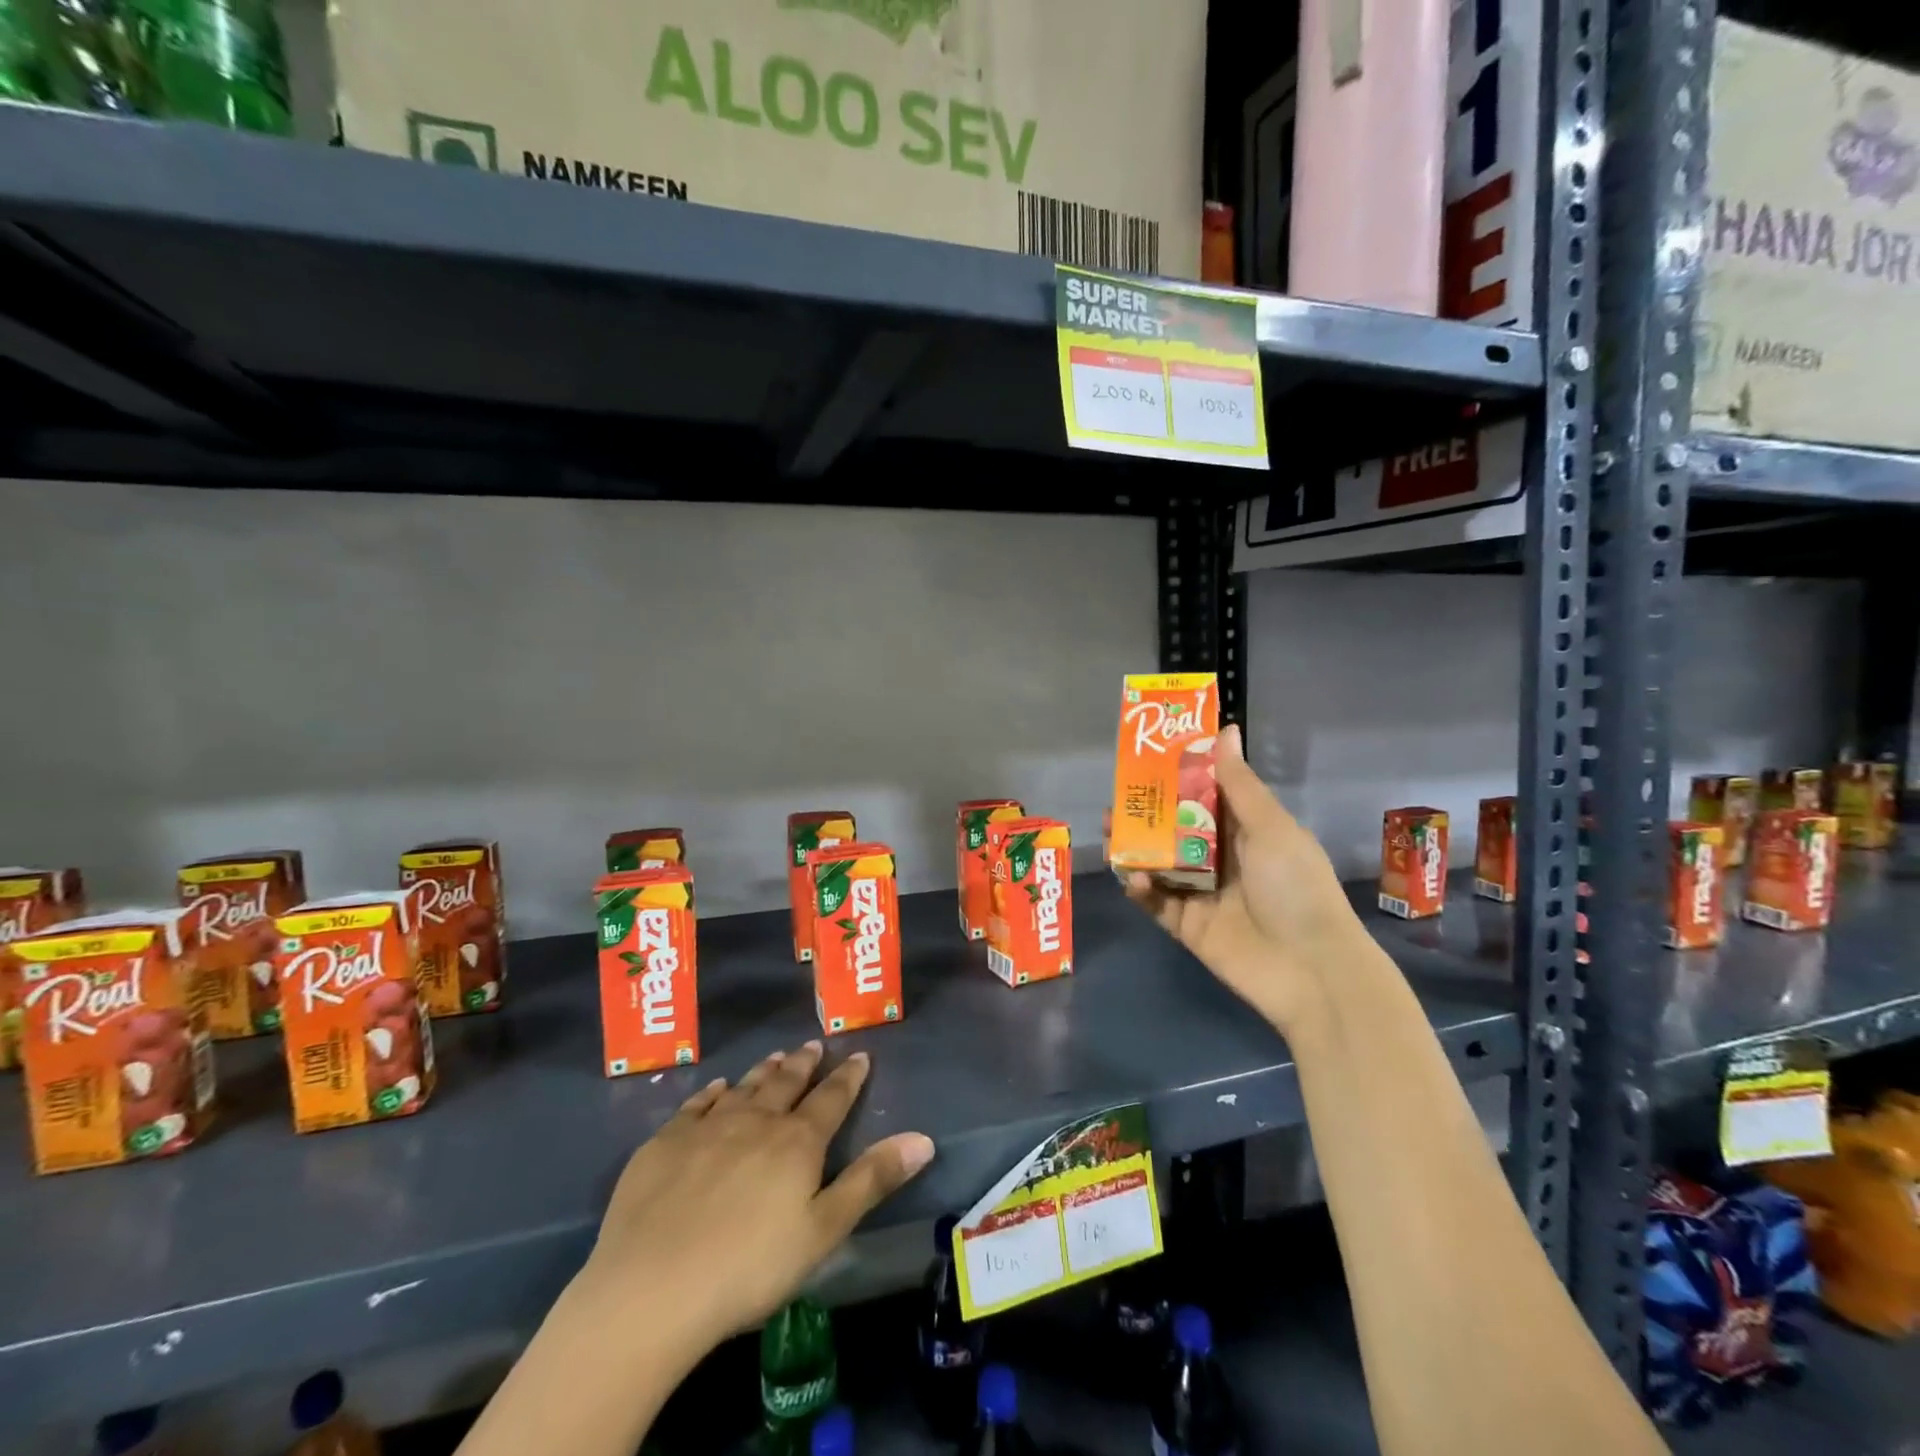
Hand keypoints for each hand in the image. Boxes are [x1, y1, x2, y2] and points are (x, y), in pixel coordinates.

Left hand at [580, 1042, 934, 1352]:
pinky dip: (713, 1092)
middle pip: (786, 1083)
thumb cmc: (749, 1268)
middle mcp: (755, 1121)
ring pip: (744, 1087)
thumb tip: (923, 1138)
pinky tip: (717, 1088)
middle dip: (804, 1064)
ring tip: (776, 1056)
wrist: (652, 1288)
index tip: (860, 1056)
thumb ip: (872, 1180)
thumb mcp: (823, 1231)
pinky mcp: (665, 1142)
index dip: (848, 1077)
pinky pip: (696, 1104)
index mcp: (797, 1142)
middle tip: (813, 1045)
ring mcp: (707, 1128)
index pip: (831, 1098)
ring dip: (763, 1070)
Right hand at [1124, 723, 1369, 1030]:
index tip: (1148, 756)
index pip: (1205, 796)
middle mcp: (1221, 858)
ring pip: (1158, 862)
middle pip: (1175, 828)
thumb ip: (1239, 785)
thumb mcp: (1271, 828)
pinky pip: (1155, 901)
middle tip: (1117, 796)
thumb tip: (1226, 730)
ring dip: (1134, 846)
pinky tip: (1133, 877)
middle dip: (1146, 812)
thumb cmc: (1296, 888)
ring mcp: (1202, 893)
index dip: (1178, 776)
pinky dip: (1140, 888)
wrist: (1310, 970)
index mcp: (1246, 831)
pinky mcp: (1186, 925)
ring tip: (1109, 828)